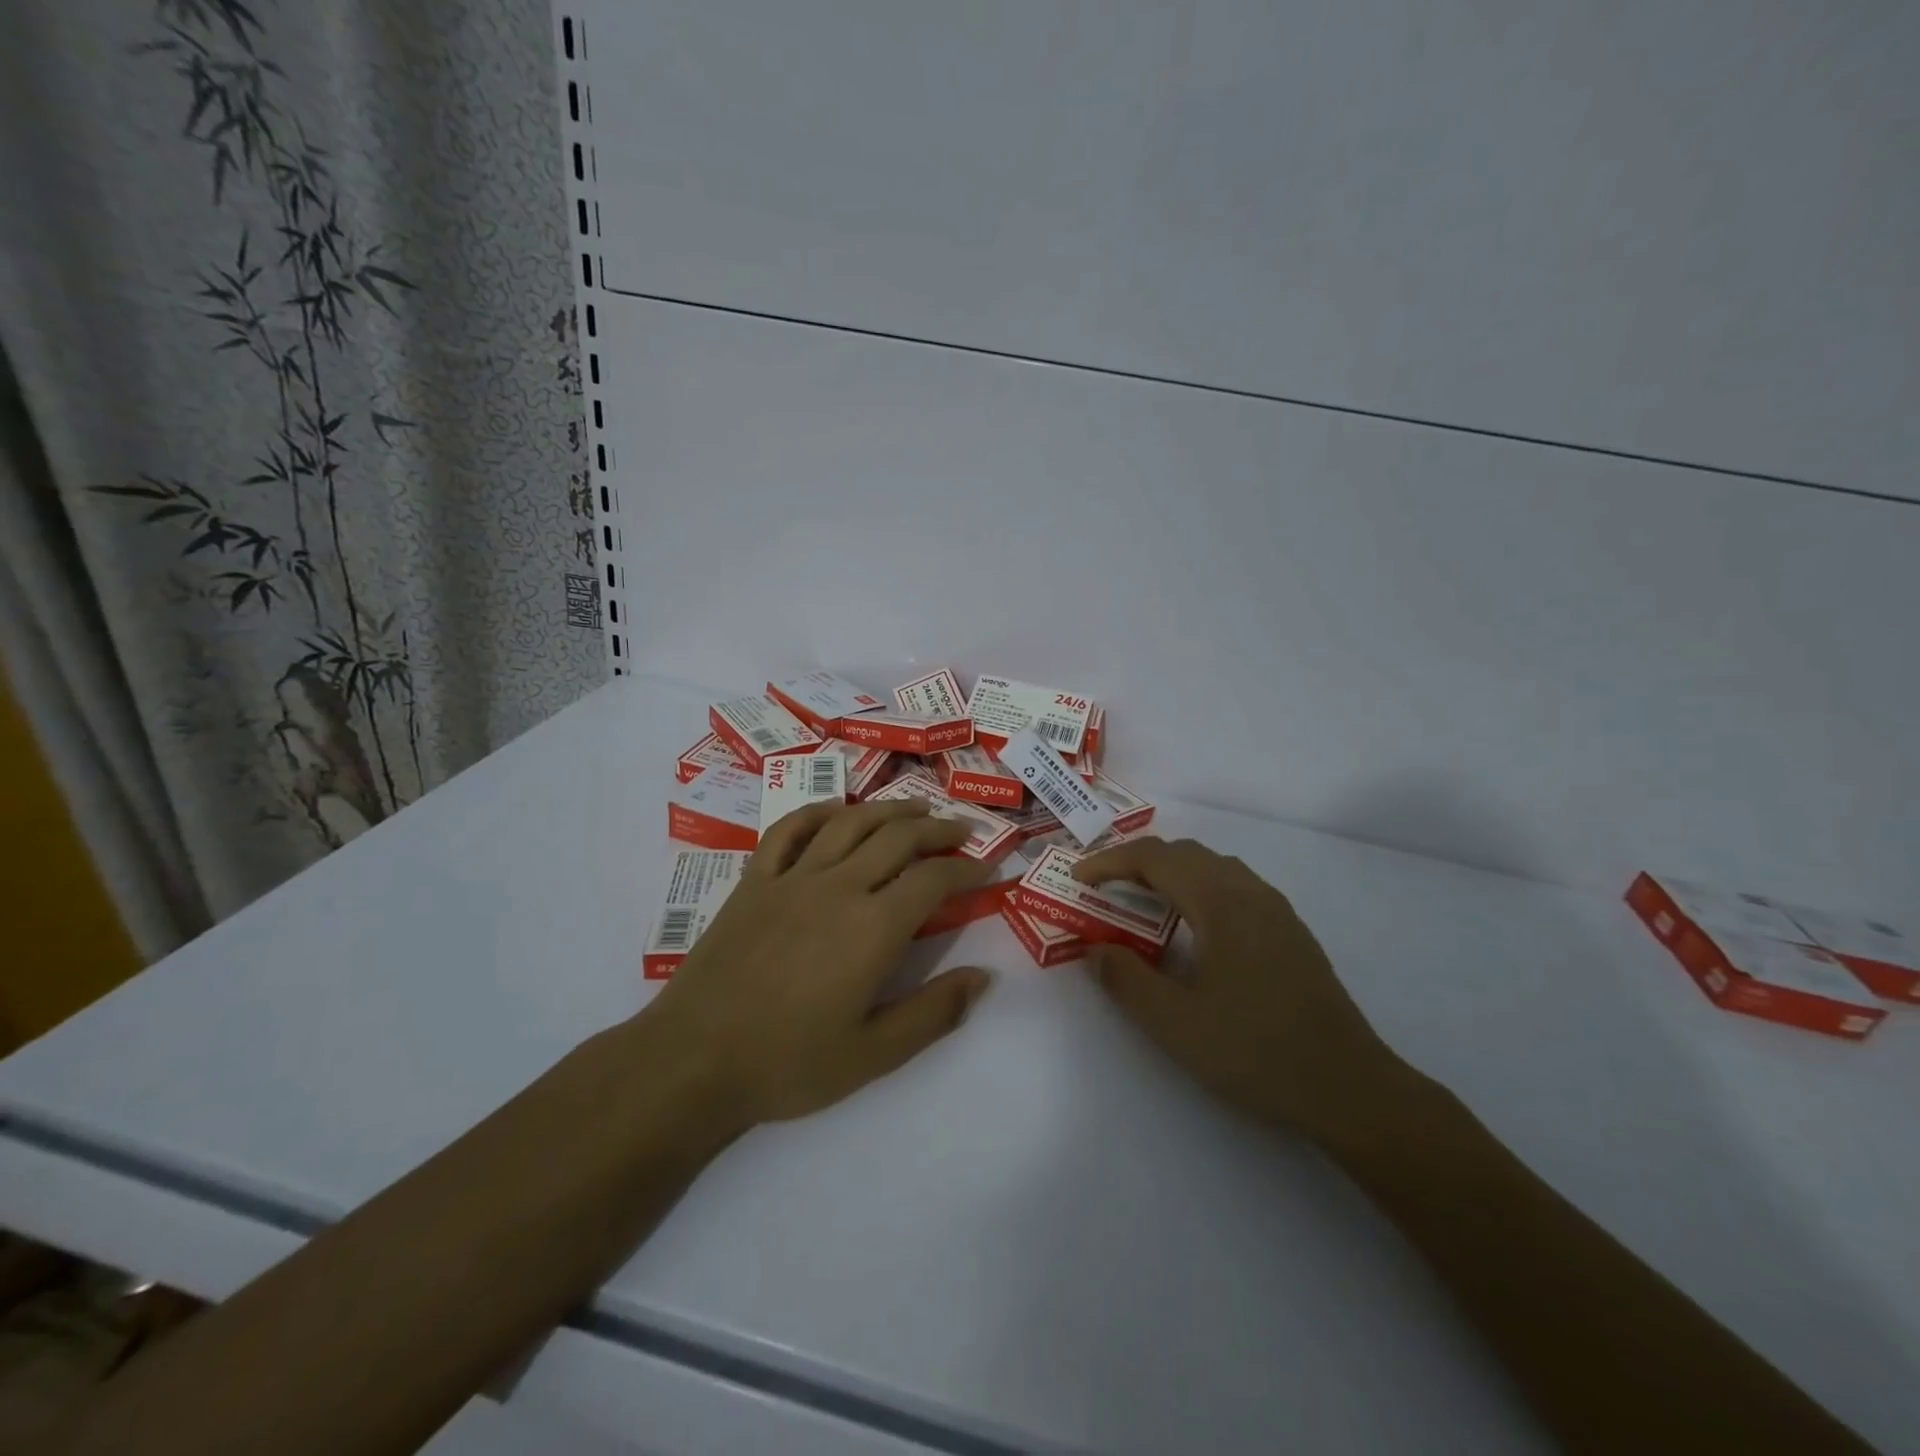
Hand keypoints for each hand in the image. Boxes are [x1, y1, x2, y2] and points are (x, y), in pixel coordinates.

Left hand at [643, 798, 993, 1128]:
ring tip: (915, 808)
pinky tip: (835, 812)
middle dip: (938, 830)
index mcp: (873, 927)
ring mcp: (791, 878)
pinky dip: (817, 812)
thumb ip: (934, 1013)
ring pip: (849, 823)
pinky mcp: (754, 882)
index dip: (968, 870)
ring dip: (888, 810)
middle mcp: (837, 887)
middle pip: (898, 838)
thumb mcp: (874, 1055)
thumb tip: (983, 977)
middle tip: (962, 831)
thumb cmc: (788, 1063)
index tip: (989, 868)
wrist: (693, 1061)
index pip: (934, 880)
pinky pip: (788, 830)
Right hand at [1072, 836, 1399, 1141]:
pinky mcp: (1290, 932)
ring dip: (1170, 874)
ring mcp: (1276, 910)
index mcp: (1220, 902)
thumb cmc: (1256, 1051)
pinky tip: (1193, 930)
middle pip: (1184, 854)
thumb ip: (1126, 980)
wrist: (1349, 1087)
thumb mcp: (1175, 1023)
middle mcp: (1249, 892)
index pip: (1154, 857)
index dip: (1110, 861)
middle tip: (1103, 889)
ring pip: (1213, 867)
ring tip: (1142, 904)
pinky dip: (1198, 889)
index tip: (1078, 878)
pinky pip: (1234, 887)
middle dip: (1137, 862)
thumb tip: (1094, 948)